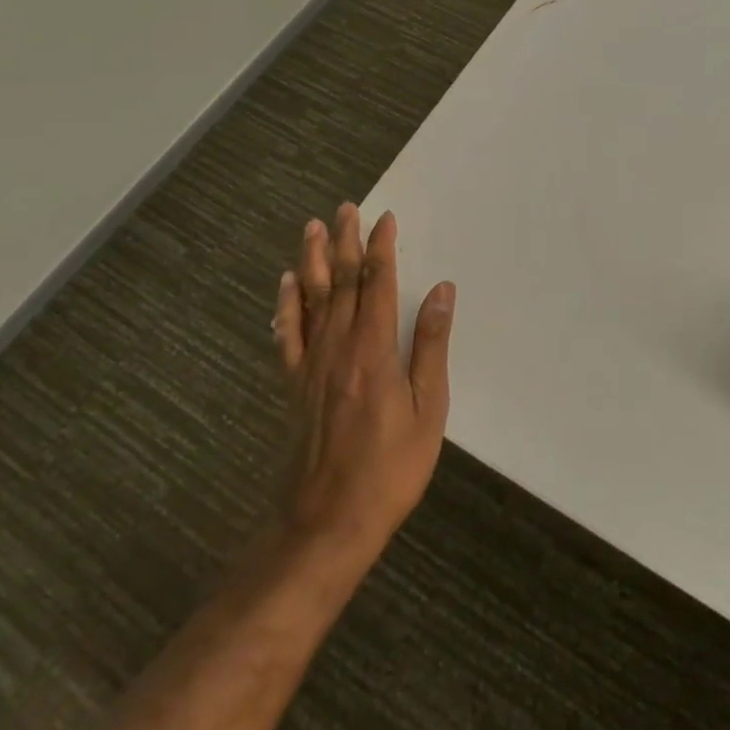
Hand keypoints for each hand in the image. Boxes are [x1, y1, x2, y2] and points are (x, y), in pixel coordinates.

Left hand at [274, 204, 455, 571]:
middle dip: (346, 242)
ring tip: (314, 228)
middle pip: (342, 282)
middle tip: (346, 207)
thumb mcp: (428, 409)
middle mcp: (338, 347)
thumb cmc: (389, 468)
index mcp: (374, 349)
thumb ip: (431, 346)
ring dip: (314, 260)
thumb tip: (441, 291)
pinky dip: (287, 305)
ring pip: (312, 299)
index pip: (377, 284)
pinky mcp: (295, 386)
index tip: (385, 218)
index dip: (381, 248)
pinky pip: (288, 335)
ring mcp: (311, 365)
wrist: (325, 523)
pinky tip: (288, 284)